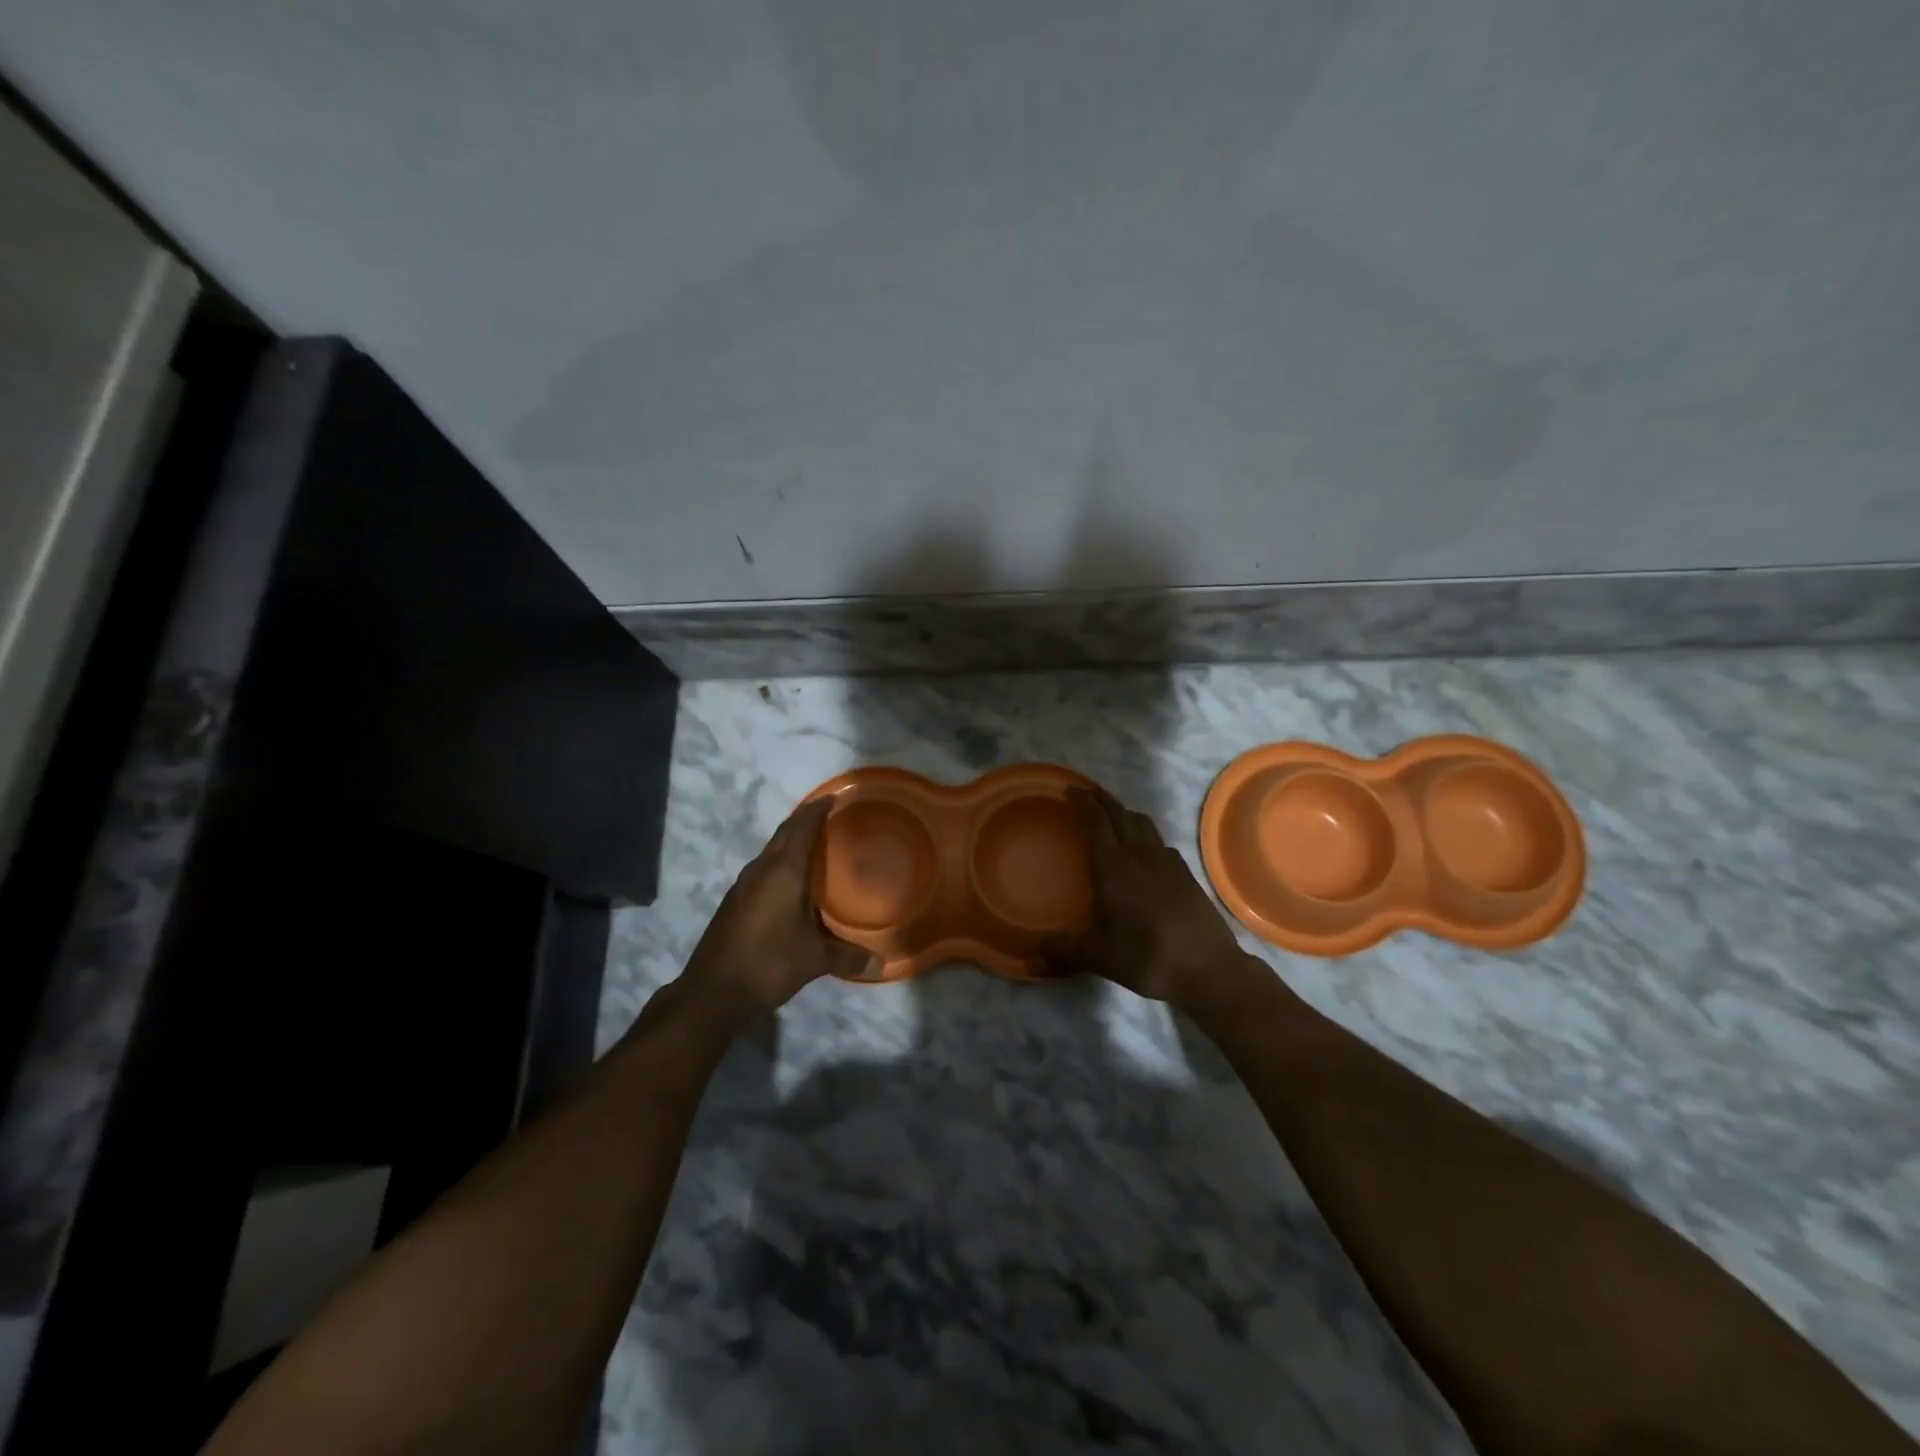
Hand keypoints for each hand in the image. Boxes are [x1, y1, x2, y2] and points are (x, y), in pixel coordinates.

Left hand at [681, 799, 876, 1015]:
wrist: (712, 992)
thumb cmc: (769, 963)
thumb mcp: (814, 960)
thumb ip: (848, 957)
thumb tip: (880, 964)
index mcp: (783, 871)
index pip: (802, 827)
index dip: (817, 809)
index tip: (834, 797)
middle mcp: (761, 870)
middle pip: (784, 834)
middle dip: (805, 820)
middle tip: (829, 815)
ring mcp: (743, 885)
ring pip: (771, 851)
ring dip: (791, 841)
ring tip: (815, 844)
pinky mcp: (734, 902)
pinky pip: (763, 869)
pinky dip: (780, 862)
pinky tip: (791, 880)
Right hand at [1047, 786, 1262, 1010]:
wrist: (1208, 967)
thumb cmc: (1147, 957)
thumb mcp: (1098, 957)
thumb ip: (1064, 951)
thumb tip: (1032, 957)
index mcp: (1113, 867)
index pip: (1095, 822)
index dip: (1083, 803)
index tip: (1070, 790)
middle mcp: (1139, 855)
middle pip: (1119, 814)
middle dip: (1102, 800)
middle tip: (1086, 794)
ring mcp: (1166, 861)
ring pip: (1143, 823)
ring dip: (1124, 813)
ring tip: (1113, 816)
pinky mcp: (1185, 872)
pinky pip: (1159, 841)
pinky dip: (1145, 834)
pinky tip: (1144, 850)